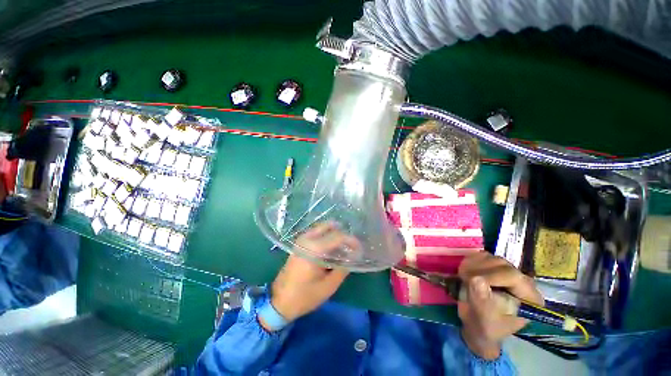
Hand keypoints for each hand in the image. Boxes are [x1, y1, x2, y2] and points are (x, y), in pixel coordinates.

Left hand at [260, 222, 356, 329]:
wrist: (279, 301)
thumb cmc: (304, 296)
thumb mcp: (328, 286)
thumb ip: (343, 268)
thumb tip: (353, 256)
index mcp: (315, 249)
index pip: (338, 237)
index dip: (351, 240)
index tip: (360, 247)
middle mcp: (307, 239)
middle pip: (330, 226)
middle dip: (343, 234)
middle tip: (351, 245)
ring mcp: (301, 239)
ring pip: (323, 228)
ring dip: (334, 233)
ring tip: (343, 246)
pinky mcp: (299, 243)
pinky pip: (316, 233)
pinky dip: (326, 235)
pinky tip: (331, 247)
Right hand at [457, 252, 542, 359]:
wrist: (478, 323)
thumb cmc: (484, 324)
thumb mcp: (483, 315)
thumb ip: (482, 297)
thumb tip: (475, 279)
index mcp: (529, 297)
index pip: (512, 276)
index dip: (490, 276)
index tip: (471, 281)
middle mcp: (523, 281)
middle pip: (500, 264)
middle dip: (478, 270)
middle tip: (464, 279)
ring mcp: (508, 271)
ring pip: (490, 257)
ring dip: (472, 265)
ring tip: (464, 278)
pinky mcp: (495, 266)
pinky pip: (481, 256)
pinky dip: (470, 262)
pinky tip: (465, 273)